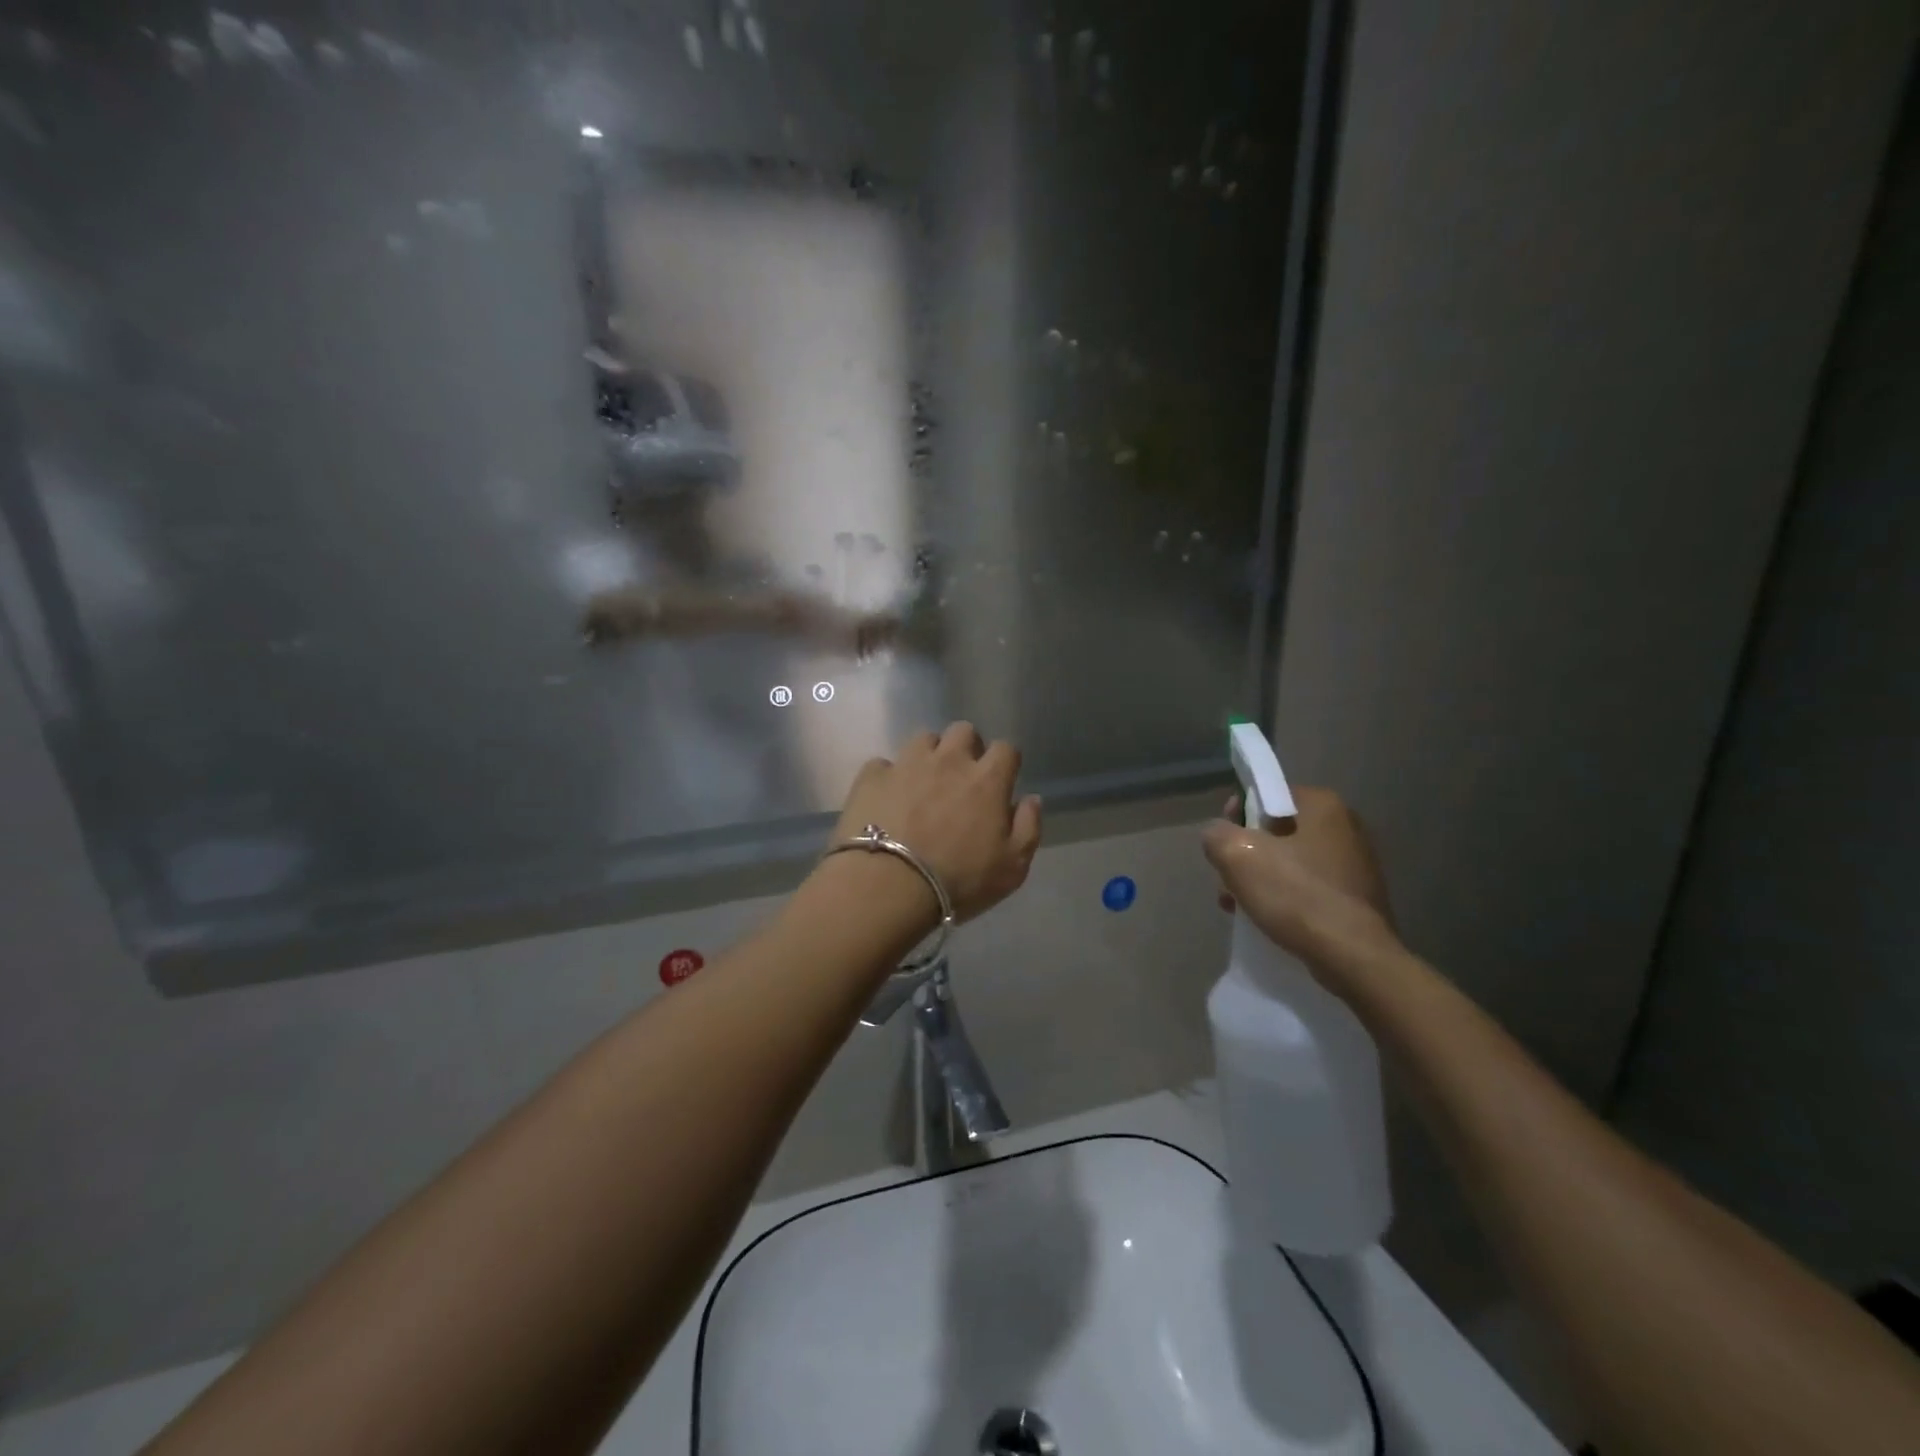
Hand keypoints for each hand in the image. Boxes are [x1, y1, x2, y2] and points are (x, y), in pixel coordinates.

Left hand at [833, 722, 1042, 922]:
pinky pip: (883, 764)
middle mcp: (949, 760)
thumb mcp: (1012, 867)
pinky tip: (887, 798)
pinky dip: (889, 777)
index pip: (1006, 748)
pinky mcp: (872, 776)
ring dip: (929, 755)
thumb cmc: (958, 880)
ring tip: (923, 783)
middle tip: (961, 778)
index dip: (1004, 762)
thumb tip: (1031, 799)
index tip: (1000, 781)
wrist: (888, 886)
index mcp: (987, 779)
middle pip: (963, 731)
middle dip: (967, 748)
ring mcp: (907, 763)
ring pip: (923, 738)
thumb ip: (1028, 828)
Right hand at [1203, 786, 1402, 987]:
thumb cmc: (1296, 895)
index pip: (1268, 794)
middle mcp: (1346, 826)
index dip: (1238, 814)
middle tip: (1228, 881)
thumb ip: (1217, 834)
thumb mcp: (1237, 856)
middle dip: (1248, 854)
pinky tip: (1267, 919)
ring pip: (1291, 862)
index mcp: (1323, 805)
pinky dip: (1286, 898)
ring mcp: (1356, 864)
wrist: (1354, 957)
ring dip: (1262, 879)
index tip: (1224, 842)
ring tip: (1239, 906)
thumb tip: (1218, 835)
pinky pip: (1309, 887)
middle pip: (1277, 831)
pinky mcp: (1358, 898)